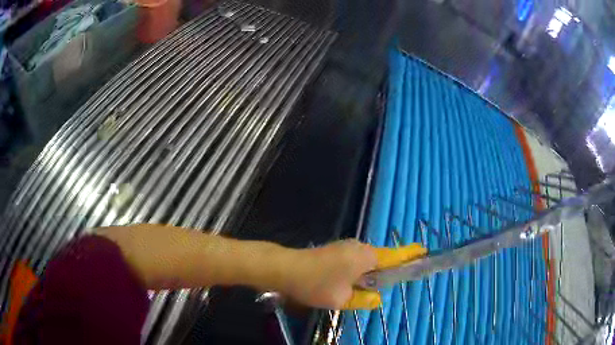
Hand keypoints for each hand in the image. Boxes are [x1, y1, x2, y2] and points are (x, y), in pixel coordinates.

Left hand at [284, 239, 425, 309]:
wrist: (284, 268)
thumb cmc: (315, 284)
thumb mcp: (342, 299)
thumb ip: (363, 299)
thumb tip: (377, 299)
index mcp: (365, 256)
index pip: (394, 256)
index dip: (409, 254)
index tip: (423, 251)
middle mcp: (358, 247)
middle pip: (382, 258)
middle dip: (389, 269)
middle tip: (394, 283)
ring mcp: (346, 247)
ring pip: (368, 261)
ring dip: (373, 273)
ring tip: (373, 288)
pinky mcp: (336, 251)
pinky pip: (356, 261)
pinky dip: (361, 271)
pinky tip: (355, 283)